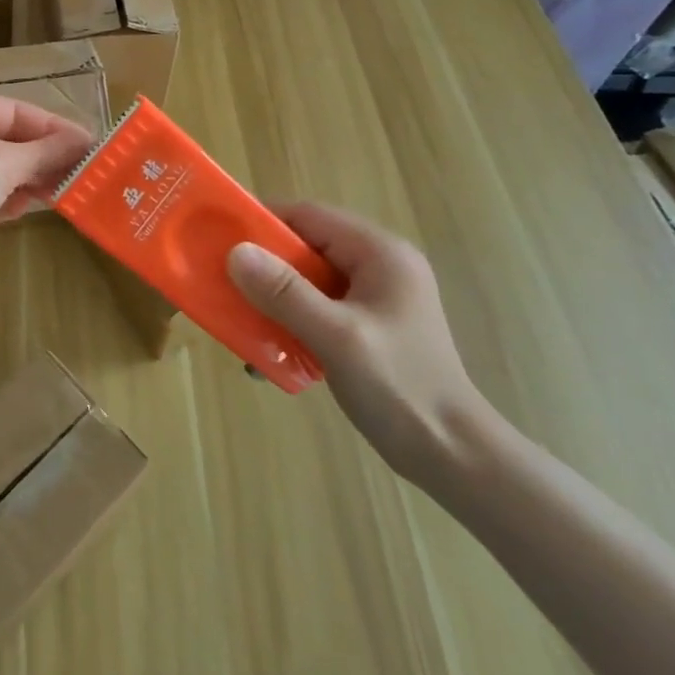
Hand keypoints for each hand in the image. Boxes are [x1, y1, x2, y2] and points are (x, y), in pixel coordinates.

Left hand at [0, 93, 94, 307]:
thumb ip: (46, 151)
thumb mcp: (4, 162)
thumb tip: (83, 141)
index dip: (51, 125)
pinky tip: (24, 210)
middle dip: (42, 155)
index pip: (12, 109)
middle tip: (82, 171)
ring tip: (62, 191)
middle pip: (5, 139)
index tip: (88, 143)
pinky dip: (7, 200)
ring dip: (28, 179)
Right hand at [226, 201, 490, 479]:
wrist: (454, 458)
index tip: (219, 238)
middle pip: (306, 247)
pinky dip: (291, 321)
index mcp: (380, 253)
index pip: (309, 216)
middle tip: (222, 283)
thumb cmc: (399, 388)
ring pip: (308, 280)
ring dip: (273, 298)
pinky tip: (270, 352)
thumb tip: (235, 251)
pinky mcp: (369, 326)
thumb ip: (284, 292)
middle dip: (263, 265)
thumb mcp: (335, 336)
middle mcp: (379, 265)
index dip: (262, 221)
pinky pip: (318, 307)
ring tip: (241, 321)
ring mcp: (376, 297)